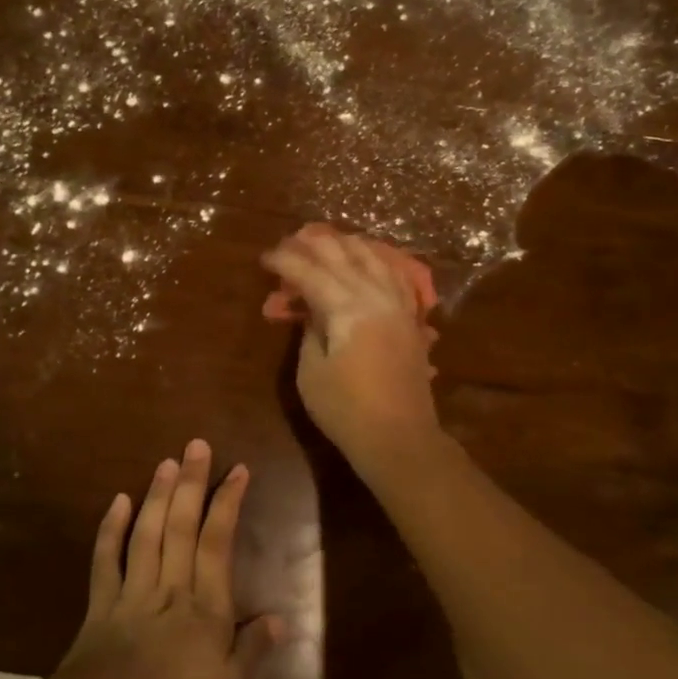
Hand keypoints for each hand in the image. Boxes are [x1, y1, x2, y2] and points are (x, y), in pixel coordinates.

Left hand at [56, 440, 281, 678]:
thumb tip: (280, 618)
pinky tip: (118, 501)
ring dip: (157, 496)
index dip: (227, 502)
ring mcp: (132, 592)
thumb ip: (253, 651)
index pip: (218, 542)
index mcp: (204, 607)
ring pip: (147, 534)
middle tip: (196, 445)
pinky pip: (106, 560)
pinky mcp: (100, 605)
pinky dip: (111, 530)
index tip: (237, 469)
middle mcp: (170, 587)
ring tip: (166, 462)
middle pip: (181, 526)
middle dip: (191, 483)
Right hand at [260, 227, 442, 468]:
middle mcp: (375, 296)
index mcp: (346, 308)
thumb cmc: (346, 410)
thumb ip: (310, 331)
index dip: (285, 262)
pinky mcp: (411, 319)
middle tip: (291, 242)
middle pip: (343, 256)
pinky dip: (379, 261)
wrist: (400, 437)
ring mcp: (399, 305)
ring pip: (374, 258)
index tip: (266, 258)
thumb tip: (311, 309)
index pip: (310, 272)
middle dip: (314, 244)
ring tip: (329, 240)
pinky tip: (372, 259)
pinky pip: (397, 276)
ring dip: (348, 246)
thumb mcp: (311, 372)